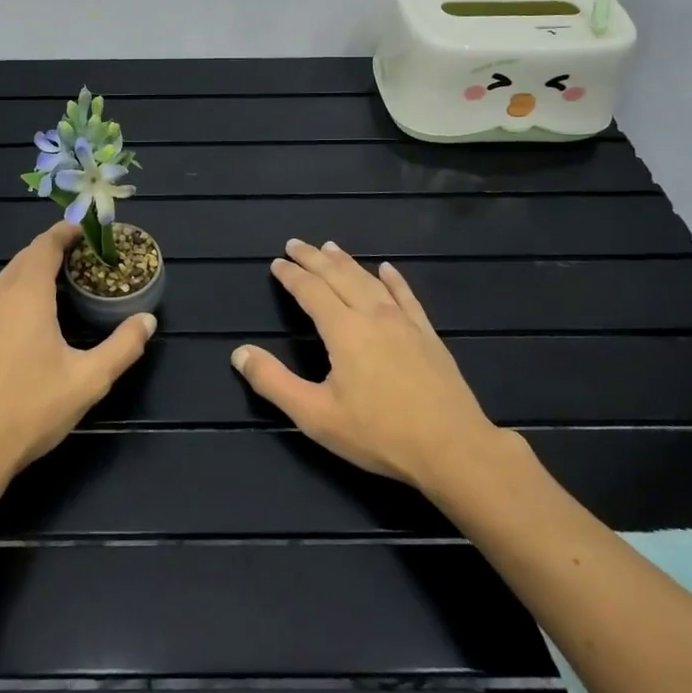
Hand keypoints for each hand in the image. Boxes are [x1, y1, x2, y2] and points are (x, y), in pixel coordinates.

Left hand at [0, 221, 154, 490]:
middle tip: (85, 257)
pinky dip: (21, 288)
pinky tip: (37, 314)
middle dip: (54, 249)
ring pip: (10, 275)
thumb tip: (148, 320)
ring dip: (36, 269)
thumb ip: (122, 347)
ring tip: (66, 281)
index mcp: (26, 295)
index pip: (45, 245)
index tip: (88, 231)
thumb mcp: (88, 380)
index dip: (66, 232)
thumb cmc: (30, 409)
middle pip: (26, 256)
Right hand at [232, 239, 515, 497]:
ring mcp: (404, 322)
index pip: (311, 291)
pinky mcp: (428, 335)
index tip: (277, 263)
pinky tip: (387, 269)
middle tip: (295, 243)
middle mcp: (372, 315)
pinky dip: (394, 279)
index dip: (291, 275)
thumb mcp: (315, 415)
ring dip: (347, 261)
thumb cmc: (379, 433)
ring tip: (330, 247)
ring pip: (369, 281)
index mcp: (344, 330)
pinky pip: (407, 296)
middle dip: (314, 258)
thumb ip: (274, 382)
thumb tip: (239, 353)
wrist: (452, 448)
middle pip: (339, 276)